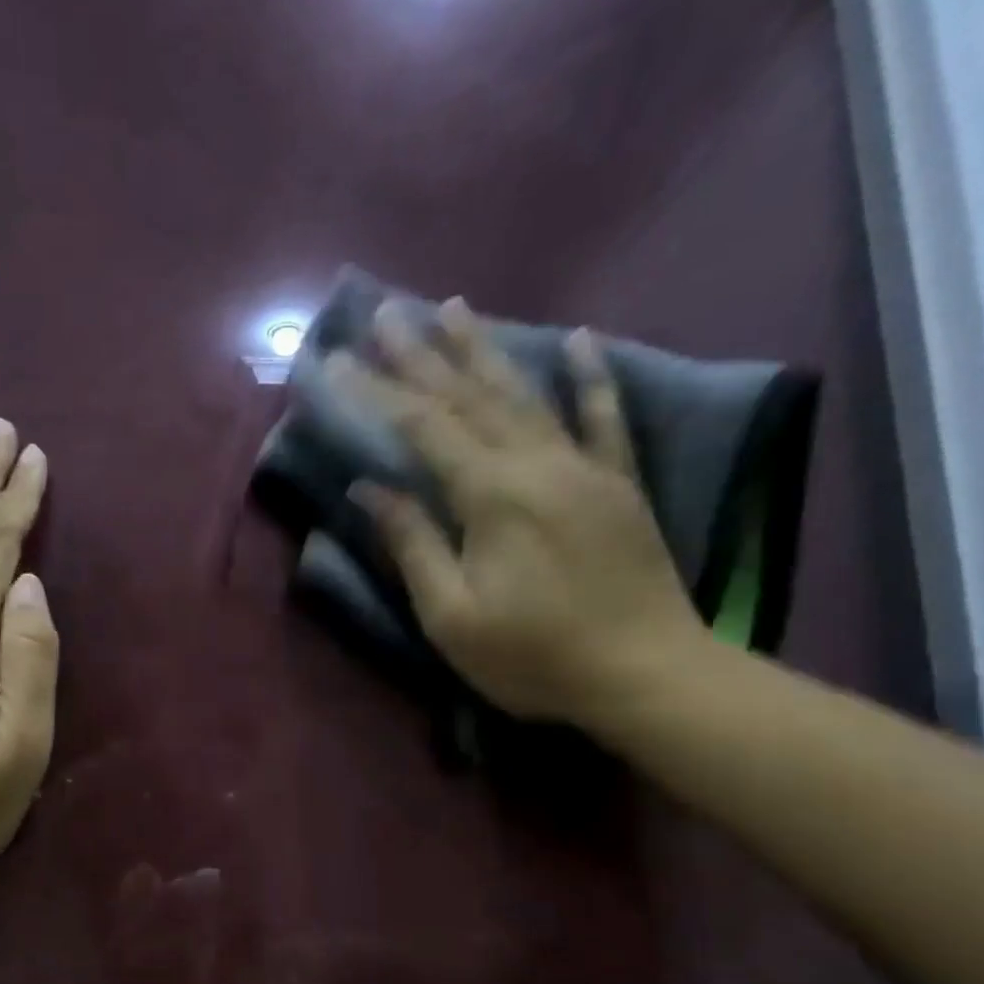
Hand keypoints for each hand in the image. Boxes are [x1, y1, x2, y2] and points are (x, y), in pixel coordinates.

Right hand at [334, 298, 706, 727]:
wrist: (648, 677)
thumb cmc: (534, 656)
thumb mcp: (452, 616)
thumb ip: (412, 544)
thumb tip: (369, 487)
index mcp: (491, 496)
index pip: (420, 428)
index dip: (374, 392)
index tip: (334, 361)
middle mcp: (537, 464)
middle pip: (469, 396)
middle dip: (422, 353)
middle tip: (388, 311)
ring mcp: (584, 468)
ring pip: (526, 394)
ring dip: (486, 349)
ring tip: (454, 307)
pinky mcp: (619, 484)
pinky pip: (604, 418)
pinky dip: (590, 377)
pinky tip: (579, 339)